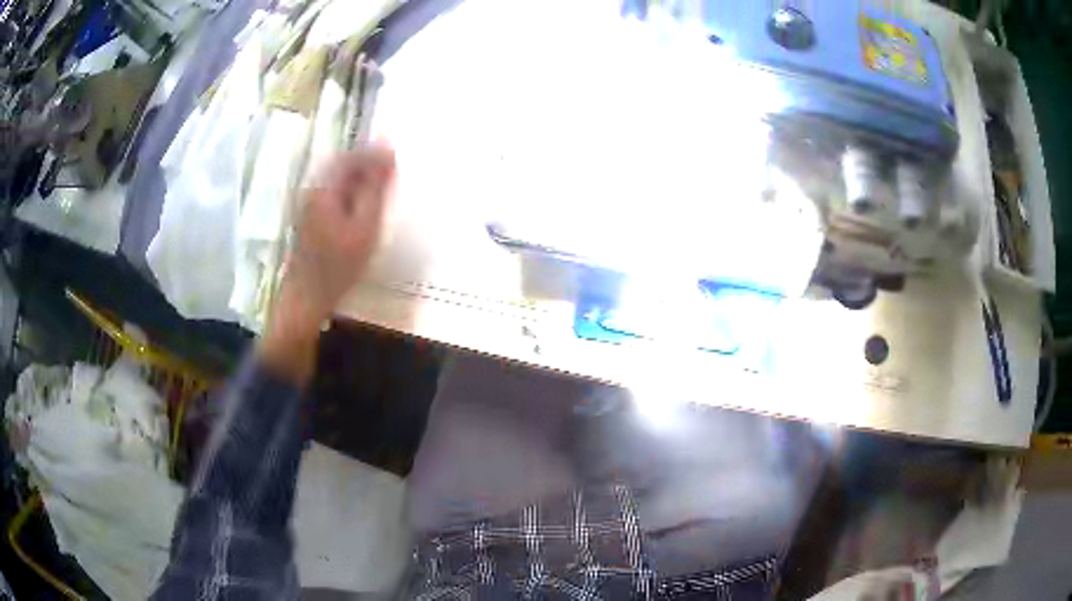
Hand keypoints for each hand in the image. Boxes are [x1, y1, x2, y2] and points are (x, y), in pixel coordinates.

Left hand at [260, 145, 395, 384]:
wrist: (306, 299)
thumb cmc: (338, 266)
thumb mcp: (365, 227)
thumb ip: (375, 189)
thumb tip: (387, 154)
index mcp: (324, 189)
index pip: (350, 157)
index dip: (373, 153)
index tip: (396, 155)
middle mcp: (312, 191)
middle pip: (340, 165)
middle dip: (366, 163)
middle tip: (391, 169)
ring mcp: (307, 206)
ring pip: (336, 180)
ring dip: (358, 178)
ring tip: (381, 186)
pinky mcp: (308, 219)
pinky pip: (332, 194)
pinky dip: (350, 192)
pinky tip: (362, 206)